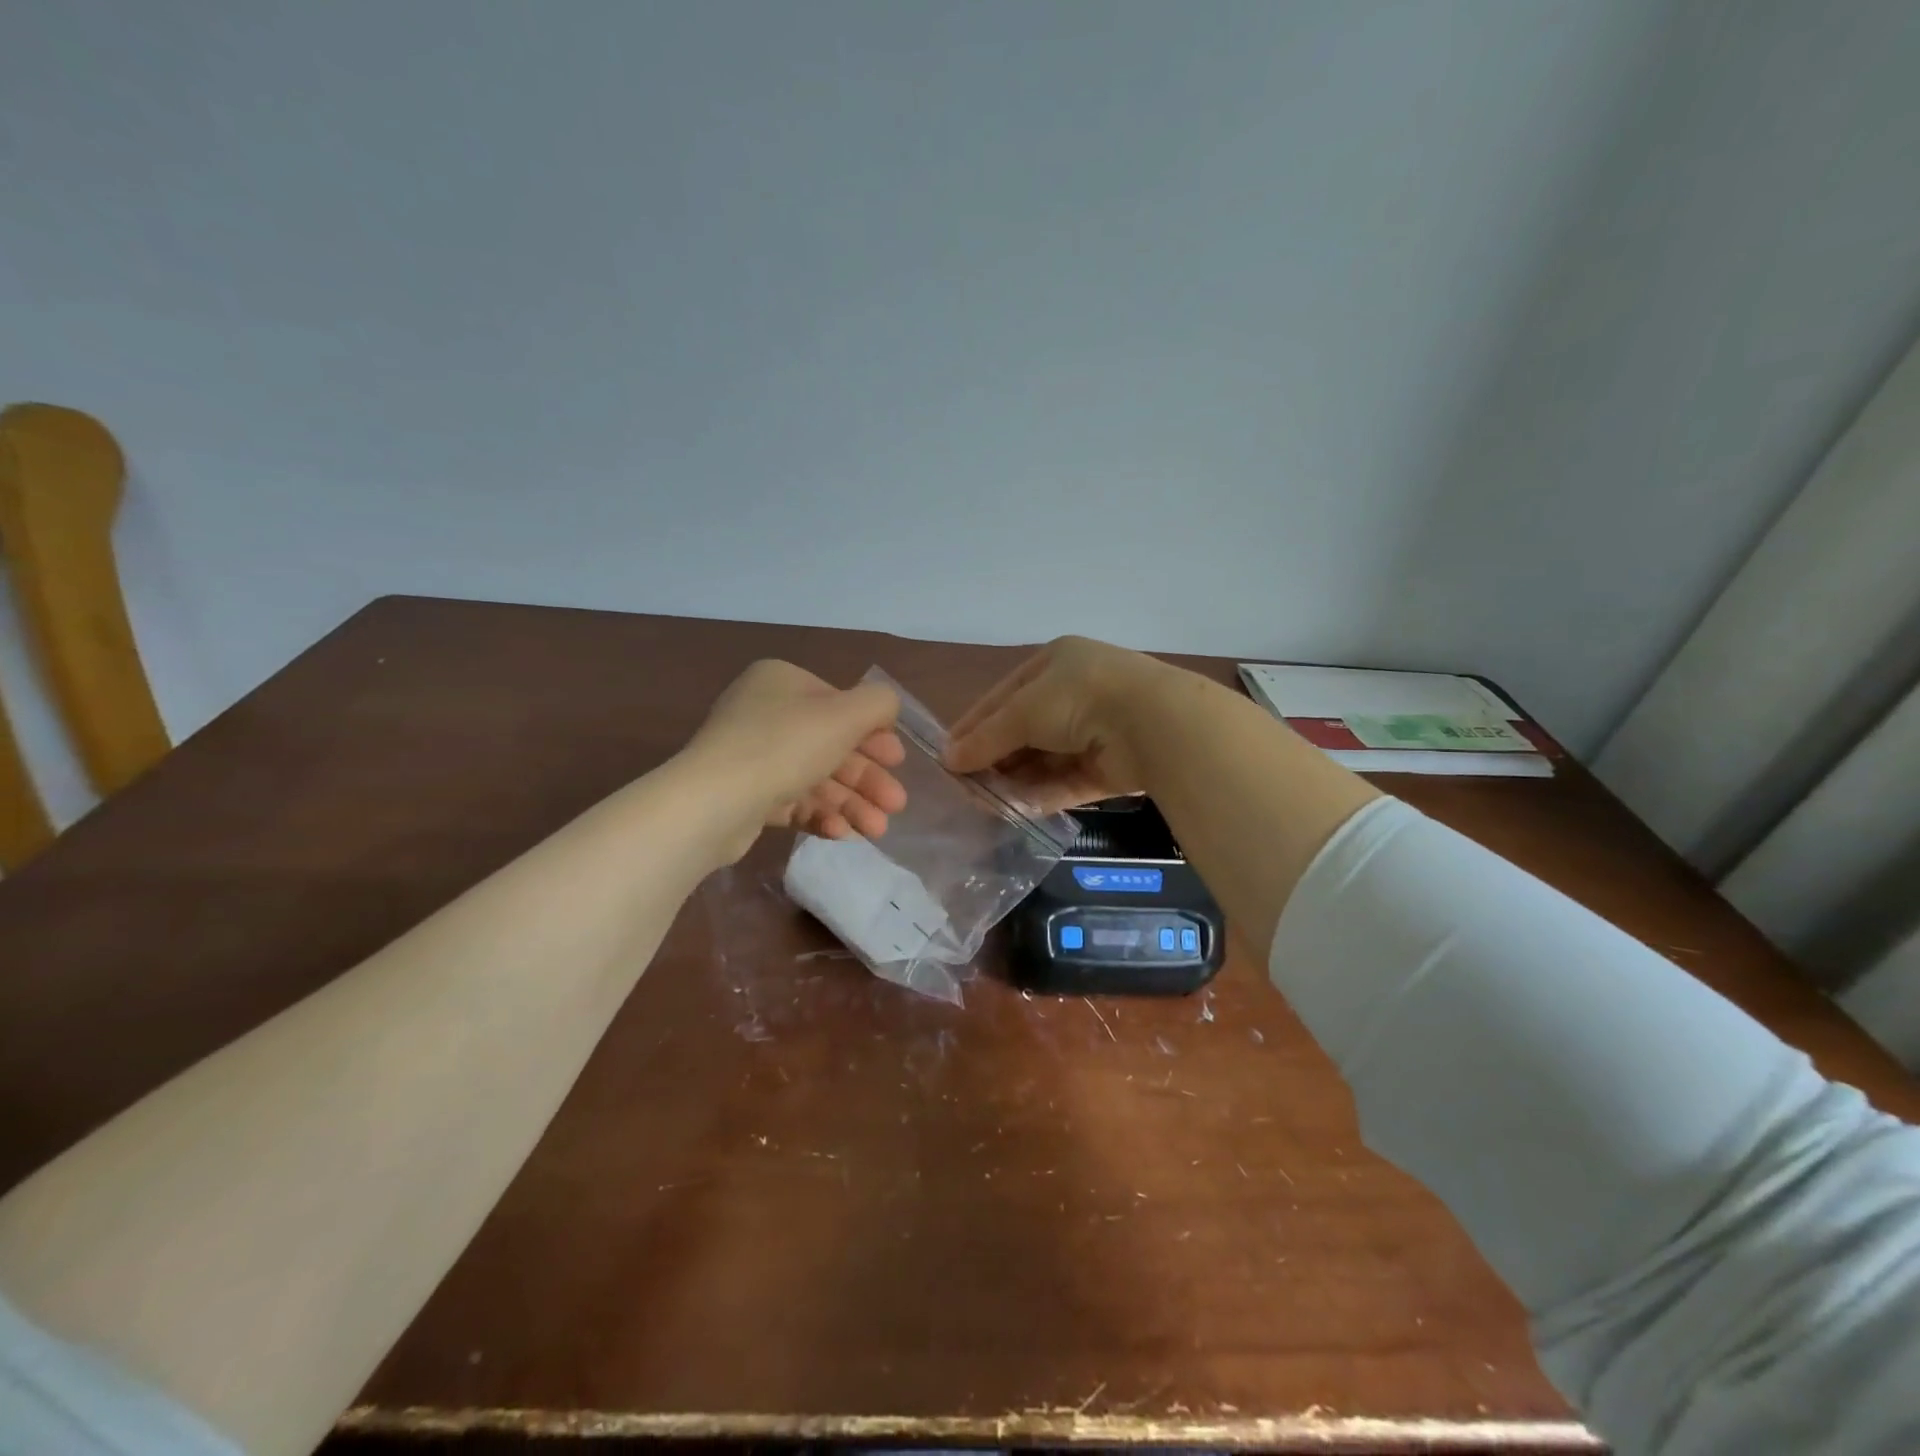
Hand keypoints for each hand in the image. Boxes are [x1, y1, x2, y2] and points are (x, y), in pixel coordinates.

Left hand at [683, 661, 906, 856]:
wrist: (713, 802)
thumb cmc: (784, 746)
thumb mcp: (844, 715)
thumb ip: (878, 704)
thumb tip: (887, 707)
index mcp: (783, 682)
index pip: (840, 705)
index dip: (875, 735)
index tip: (899, 762)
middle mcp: (765, 713)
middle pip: (831, 746)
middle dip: (867, 778)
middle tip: (896, 805)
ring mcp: (752, 756)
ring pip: (815, 778)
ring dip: (851, 803)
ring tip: (876, 831)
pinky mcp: (745, 796)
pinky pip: (792, 801)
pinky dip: (820, 815)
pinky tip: (841, 834)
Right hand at [945, 636, 1171, 812]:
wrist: (1155, 724)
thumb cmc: (1079, 698)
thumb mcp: (1023, 710)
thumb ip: (986, 737)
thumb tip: (950, 759)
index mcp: (1056, 664)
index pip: (1004, 696)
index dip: (974, 725)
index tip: (947, 755)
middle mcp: (1075, 694)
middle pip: (1023, 730)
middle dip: (994, 758)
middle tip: (963, 787)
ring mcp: (1095, 732)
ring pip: (1044, 760)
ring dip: (1014, 781)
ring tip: (982, 804)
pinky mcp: (1110, 768)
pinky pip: (1066, 781)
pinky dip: (1040, 794)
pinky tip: (1012, 811)